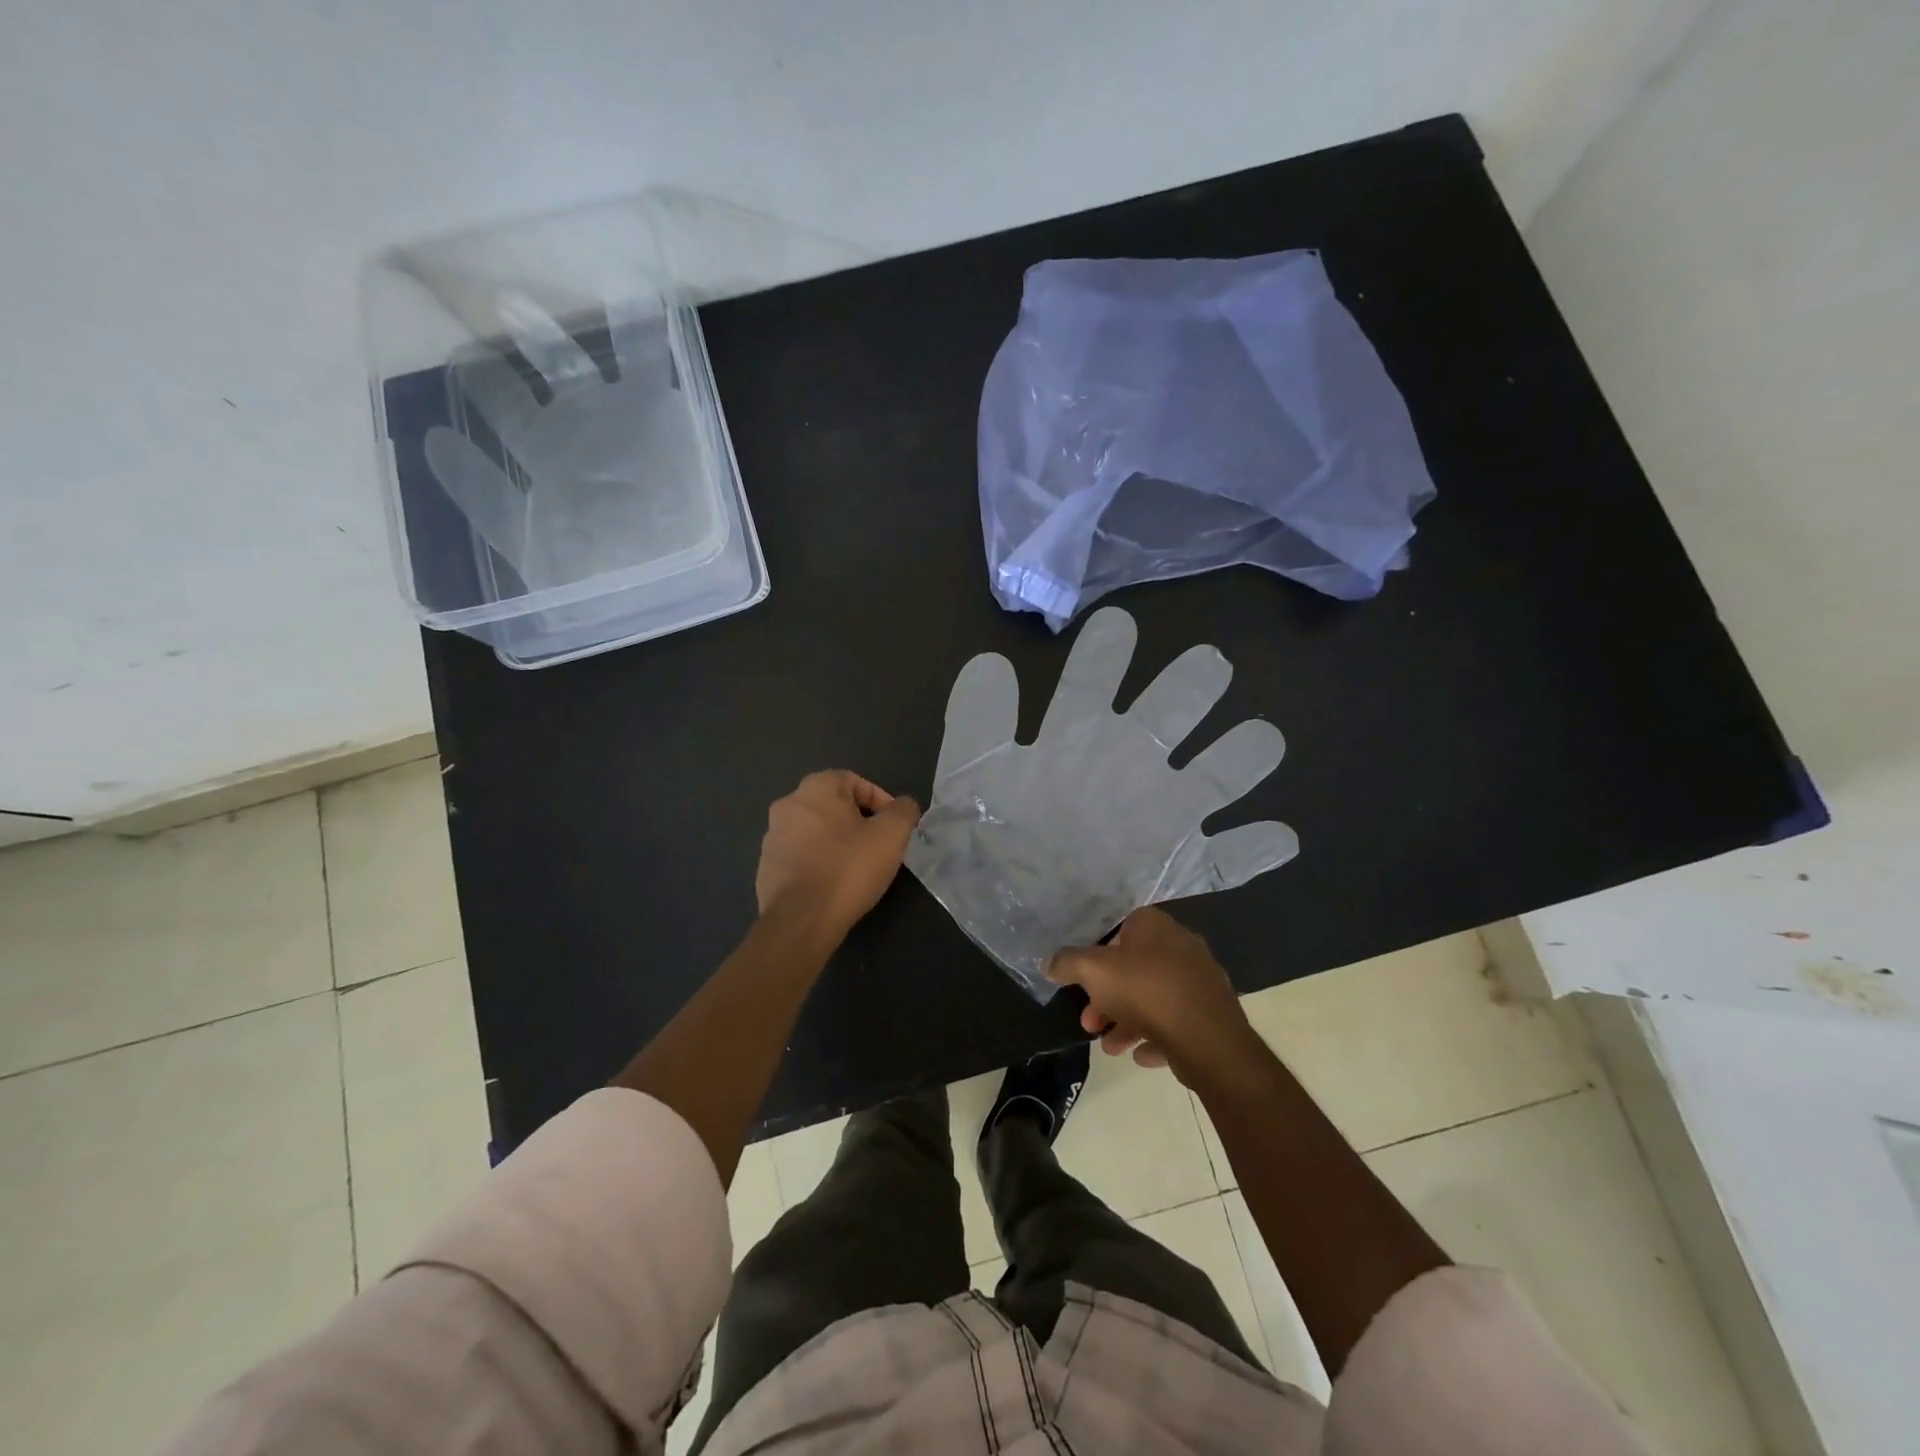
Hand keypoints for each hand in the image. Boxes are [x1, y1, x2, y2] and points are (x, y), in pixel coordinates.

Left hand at [756, 771, 920, 938]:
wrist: (800, 920)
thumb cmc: (848, 868)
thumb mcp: (892, 834)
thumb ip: (903, 811)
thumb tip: (902, 806)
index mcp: (815, 788)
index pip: (855, 782)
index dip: (880, 802)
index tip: (894, 828)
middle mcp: (788, 805)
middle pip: (833, 806)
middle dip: (858, 823)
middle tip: (878, 847)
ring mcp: (772, 837)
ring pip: (815, 832)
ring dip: (836, 843)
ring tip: (856, 869)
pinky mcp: (766, 867)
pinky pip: (800, 857)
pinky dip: (818, 864)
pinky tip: (833, 885)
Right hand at [1047, 907, 1259, 1082]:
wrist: (1207, 1040)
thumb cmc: (1145, 991)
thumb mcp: (1092, 971)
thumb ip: (1067, 962)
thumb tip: (1049, 962)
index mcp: (1155, 926)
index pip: (1122, 927)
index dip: (1098, 953)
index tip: (1084, 980)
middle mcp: (1181, 946)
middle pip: (1135, 968)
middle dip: (1108, 997)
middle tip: (1090, 1022)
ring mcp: (1200, 980)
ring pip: (1154, 998)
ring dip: (1127, 1021)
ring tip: (1110, 1047)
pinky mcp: (1212, 1013)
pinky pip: (1176, 1022)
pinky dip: (1156, 1036)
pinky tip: (1141, 1055)